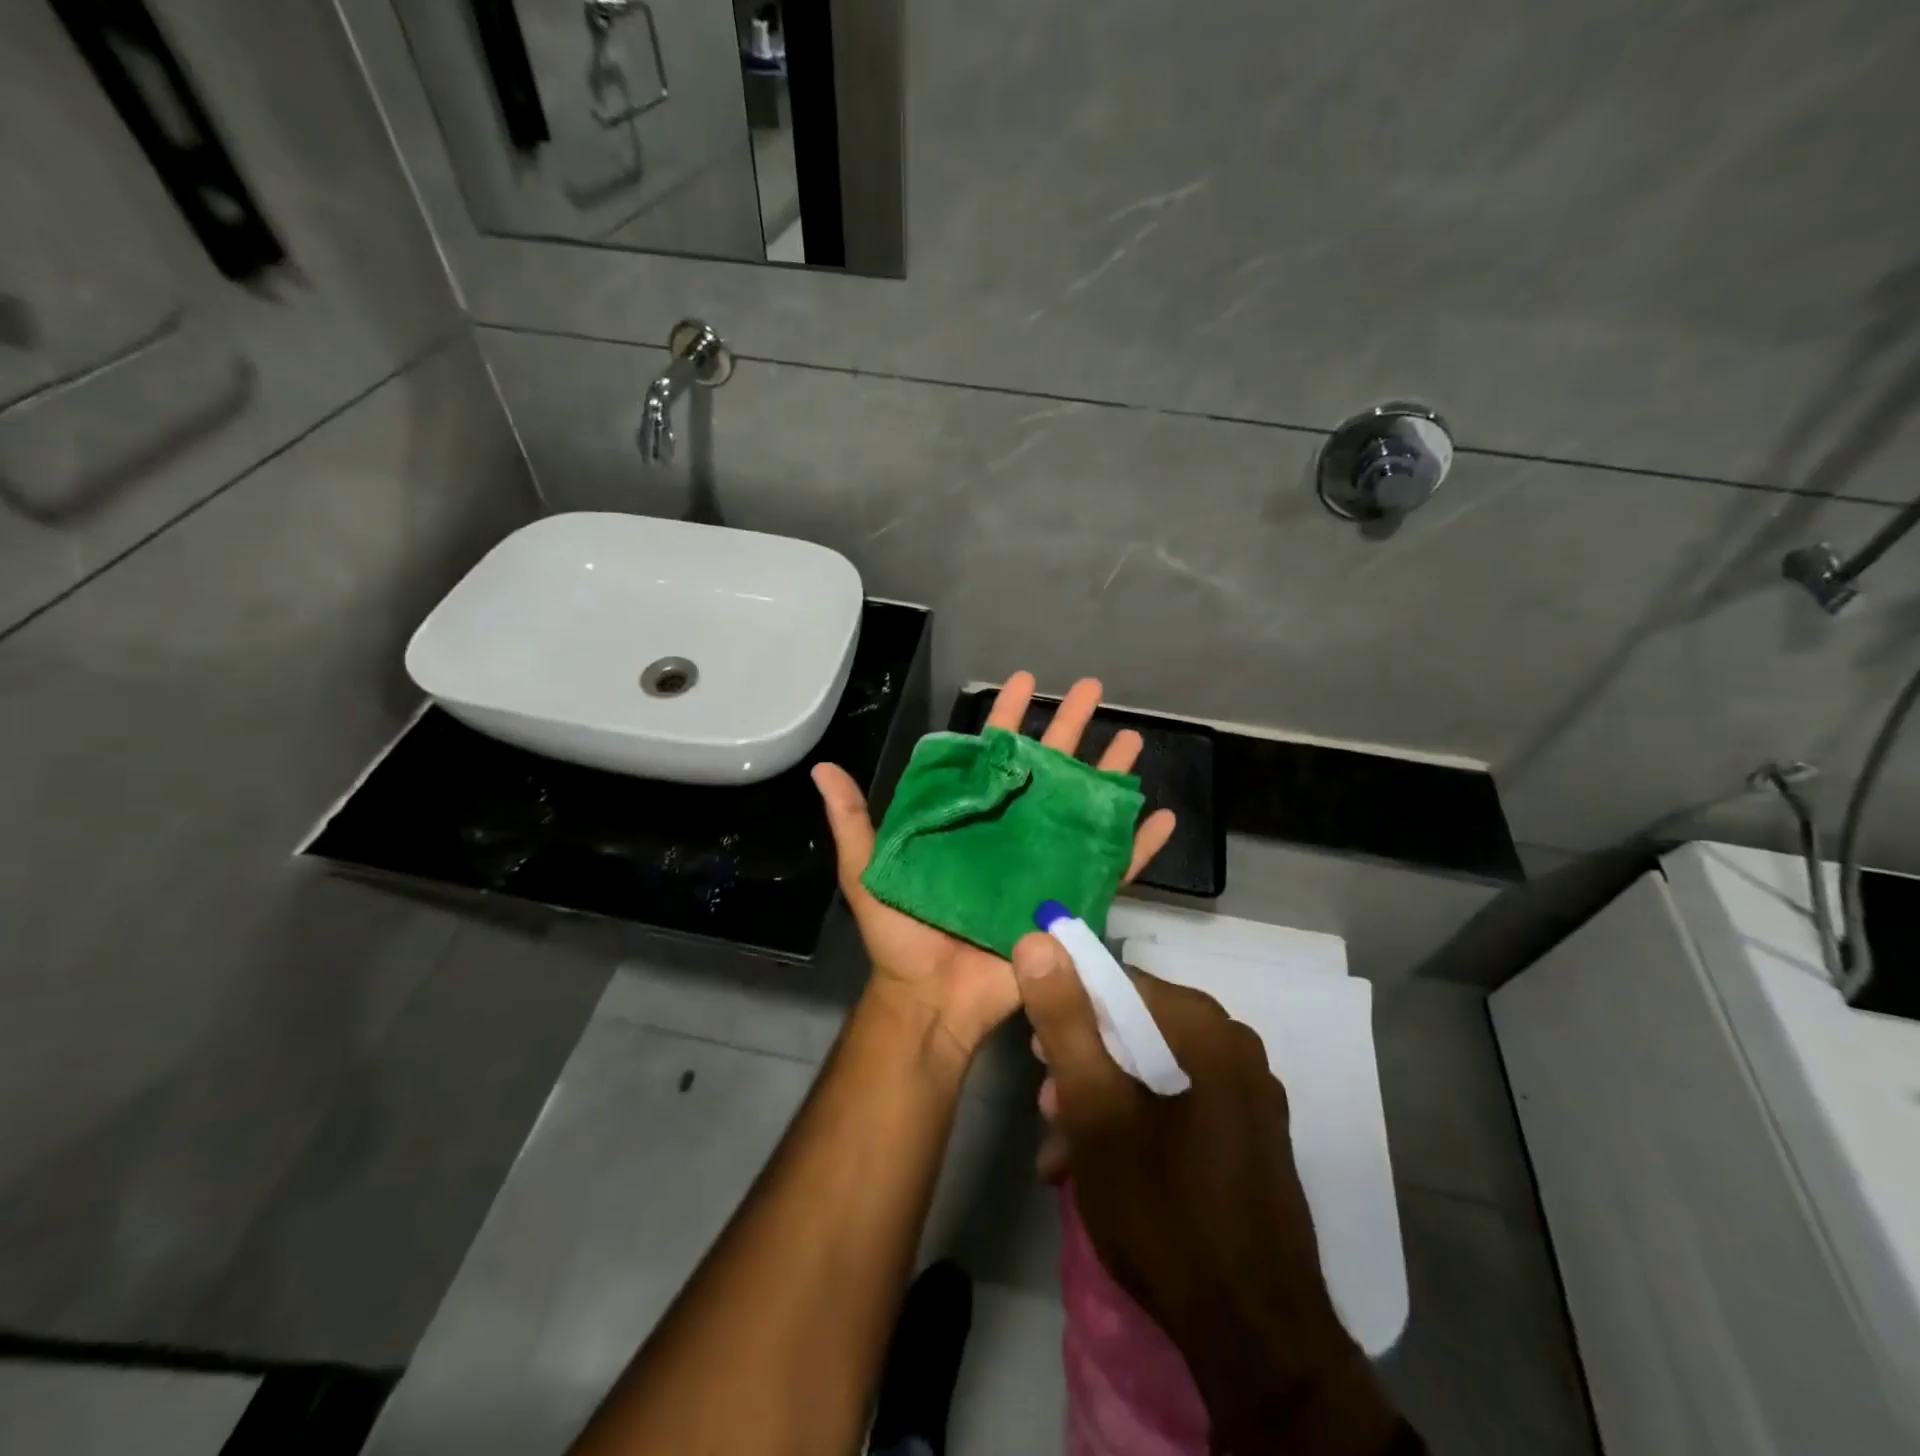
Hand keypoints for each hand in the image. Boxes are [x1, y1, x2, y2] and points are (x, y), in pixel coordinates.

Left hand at [812, 672, 1176, 1065]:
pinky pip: (1113, 870)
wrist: (931, 999)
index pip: (992, 756)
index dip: (1008, 717)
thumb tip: (822, 768)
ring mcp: (1045, 864)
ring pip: (1085, 809)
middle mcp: (1011, 832)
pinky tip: (1162, 816)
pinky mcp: (1070, 901)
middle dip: (1070, 727)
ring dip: (1109, 774)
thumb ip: (853, 821)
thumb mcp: (868, 872)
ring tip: (1133, 740)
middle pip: (1047, 770)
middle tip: (1093, 689)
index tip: (1025, 681)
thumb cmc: (901, 935)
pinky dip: (1139, 845)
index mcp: (970, 819)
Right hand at [1013, 936, 1400, 1449]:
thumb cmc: (1161, 1208)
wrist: (1254, 1337)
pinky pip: (1178, 1103)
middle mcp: (1233, 1045)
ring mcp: (1248, 1093)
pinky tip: (1097, 1170)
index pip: (1117, 981)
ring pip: (1152, 1069)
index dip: (1067, 1008)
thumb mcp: (1094, 1108)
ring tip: (1062, 1151)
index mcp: (1203, 1026)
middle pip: (1134, 1027)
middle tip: (1047, 1108)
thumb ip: (1064, 1019)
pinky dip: (1135, 1123)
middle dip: (1081, 1064)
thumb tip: (1036, 941)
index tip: (1035, 1052)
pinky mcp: (1250, 1135)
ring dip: (1100, 1100)